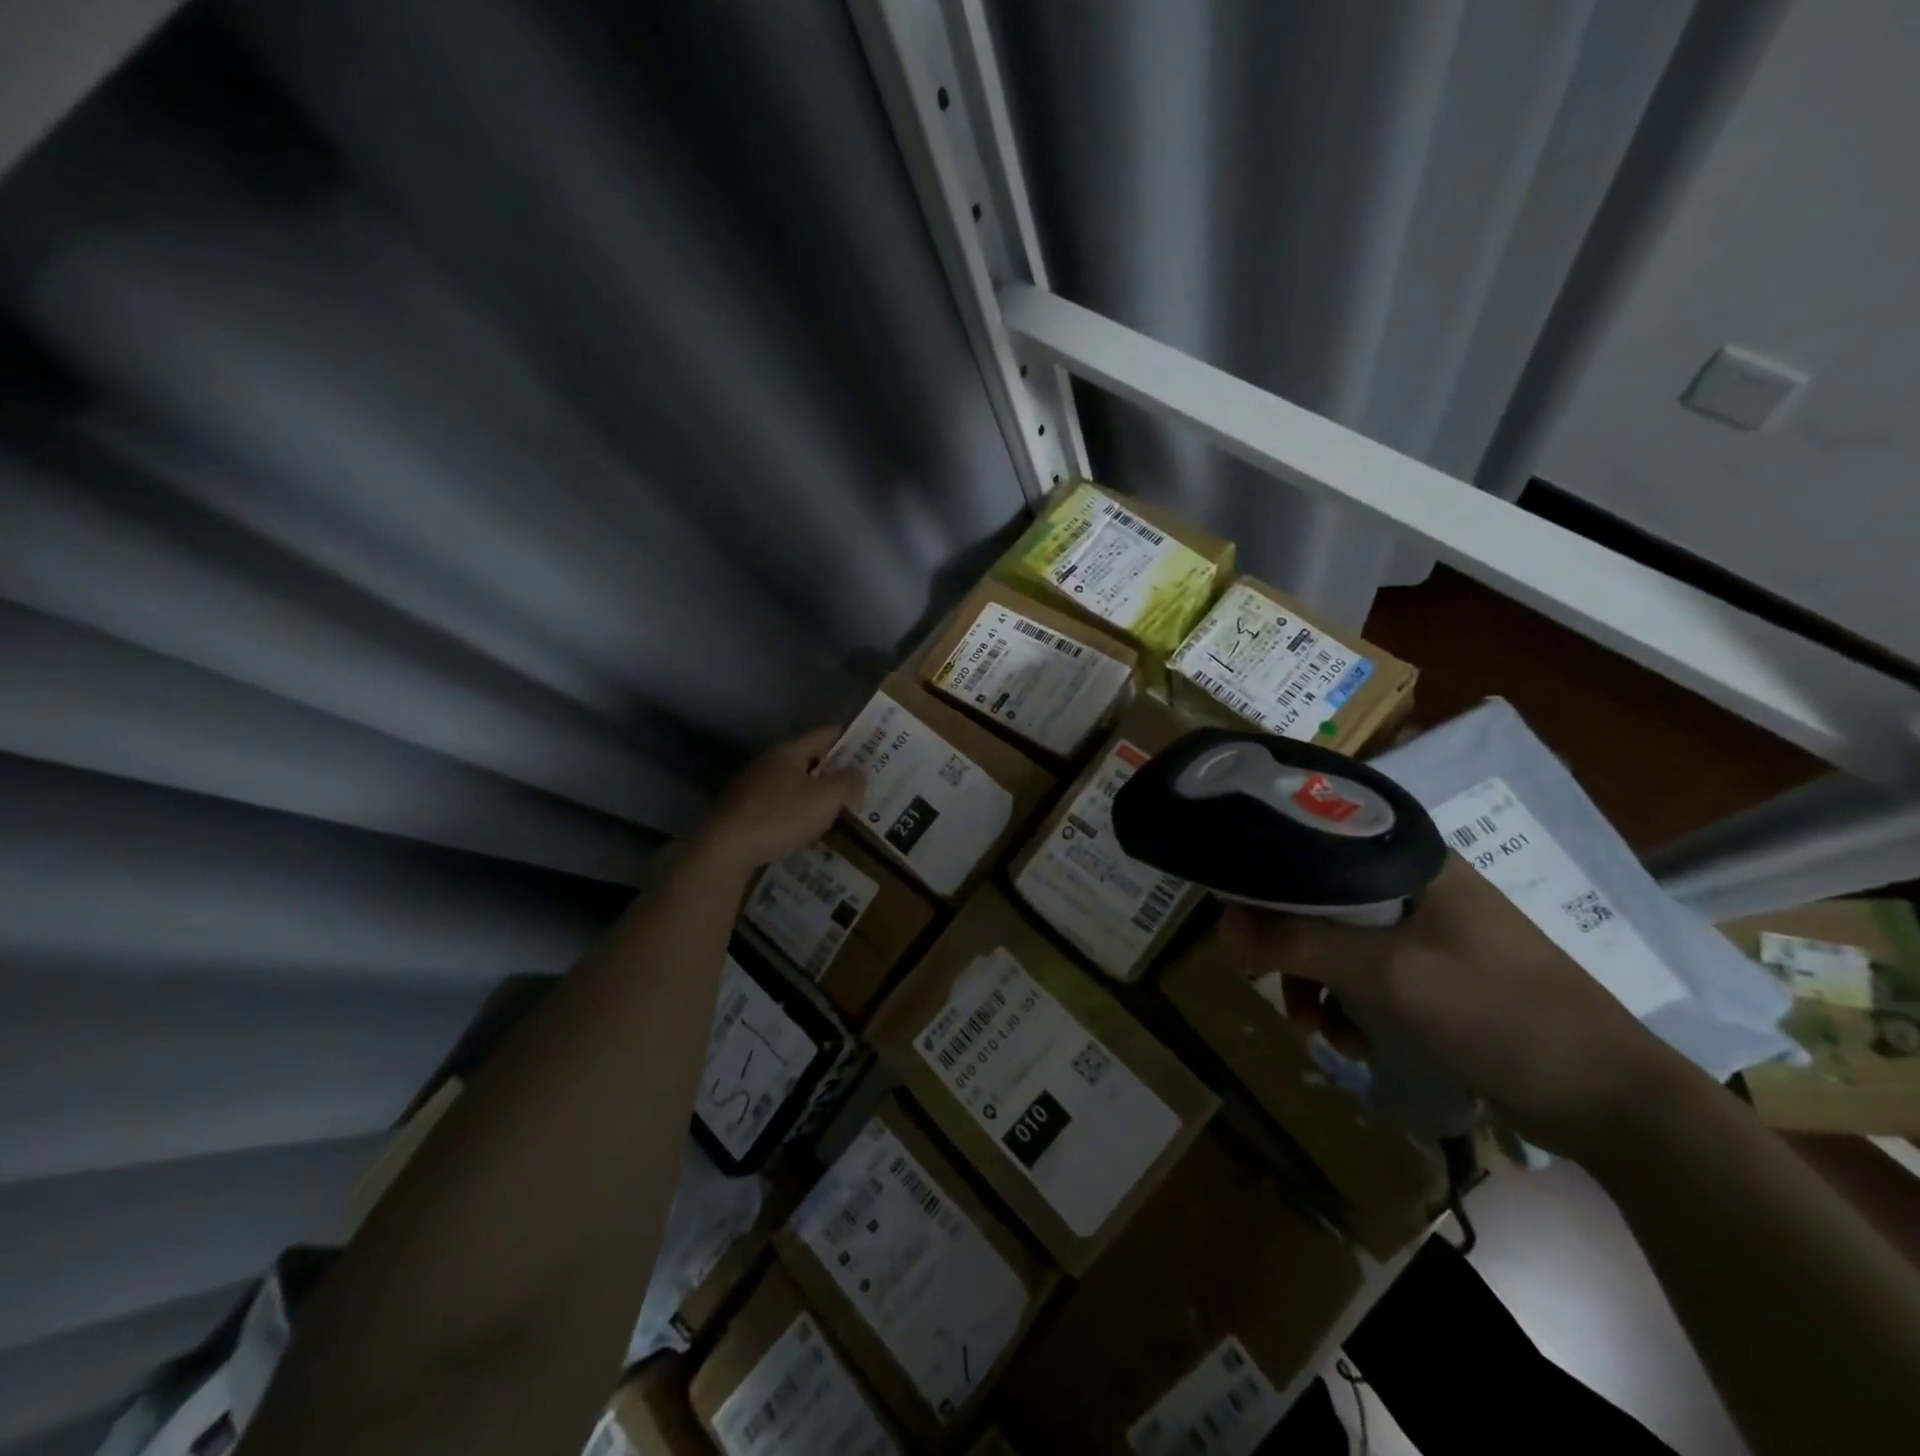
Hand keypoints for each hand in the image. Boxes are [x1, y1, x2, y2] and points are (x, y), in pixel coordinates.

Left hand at [690, 726, 865, 875]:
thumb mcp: (825, 799)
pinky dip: (796, 809)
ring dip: (814, 790)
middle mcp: (768, 761)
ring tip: (836, 805)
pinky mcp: (741, 810)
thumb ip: (848, 782)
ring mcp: (751, 785)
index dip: (849, 737)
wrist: (725, 849)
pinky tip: (805, 826)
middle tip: (858, 780)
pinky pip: (778, 802)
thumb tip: (860, 771)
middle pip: (808, 757)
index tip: (870, 745)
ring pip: (792, 781)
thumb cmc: (781, 816)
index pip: (825, 733)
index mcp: (789, 751)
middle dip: (833, 767)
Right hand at [1219, 855, 1695, 1159]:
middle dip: (1288, 944)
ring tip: (1314, 1029)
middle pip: (1318, 895)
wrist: (1612, 1102)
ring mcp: (1424, 930)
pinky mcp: (1431, 973)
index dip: (1268, 870)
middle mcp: (1412, 884)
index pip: (1315, 839)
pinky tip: (1351, 1042)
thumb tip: (1224, 927)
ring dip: (1314, 983)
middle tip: (1264, 980)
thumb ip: (1301, 944)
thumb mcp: (1390, 976)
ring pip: (1337, 940)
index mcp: (1410, 860)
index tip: (1236, 911)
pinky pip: (1364, 975)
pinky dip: (1347, 1005)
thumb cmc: (1502, 1015)